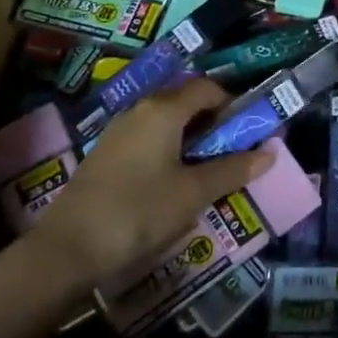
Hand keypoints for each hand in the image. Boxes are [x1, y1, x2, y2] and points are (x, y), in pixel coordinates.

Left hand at [23, 78, 268, 299]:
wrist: (67, 249)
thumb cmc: (139, 211)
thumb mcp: (194, 193)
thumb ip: (233, 170)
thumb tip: (270, 153)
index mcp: (163, 110)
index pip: (207, 88)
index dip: (232, 104)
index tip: (247, 131)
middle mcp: (139, 110)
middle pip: (185, 102)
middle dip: (213, 122)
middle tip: (231, 152)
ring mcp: (118, 132)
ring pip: (165, 122)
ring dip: (190, 138)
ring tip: (205, 170)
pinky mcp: (105, 155)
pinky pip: (147, 139)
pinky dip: (167, 151)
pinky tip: (171, 183)